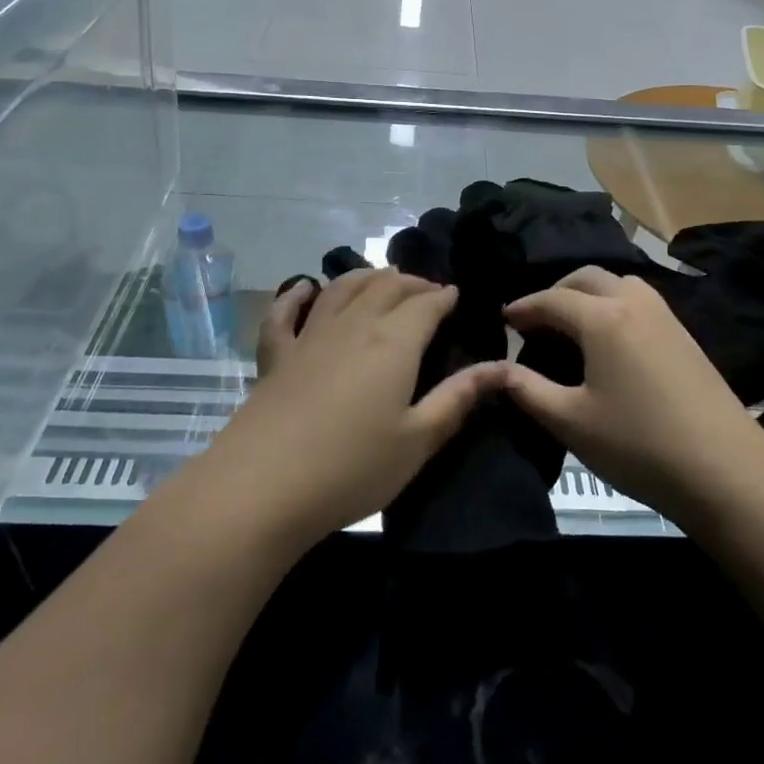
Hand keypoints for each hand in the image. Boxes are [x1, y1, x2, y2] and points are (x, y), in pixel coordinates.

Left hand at [205, 269, 492, 552]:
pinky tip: (304, 288)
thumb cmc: (352, 468)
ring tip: (381, 278)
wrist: (263, 487)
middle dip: (411, 282)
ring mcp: (310, 336)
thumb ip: (458, 399)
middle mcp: (354, 325)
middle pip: (386, 286)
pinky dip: (297, 295)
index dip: (444, 296)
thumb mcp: (418, 441)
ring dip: (366, 277)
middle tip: (427, 290)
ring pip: (342, 288)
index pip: (426, 304)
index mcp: (394, 342)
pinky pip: (285, 313)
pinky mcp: (276, 355)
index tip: (456, 295)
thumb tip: (501, 367)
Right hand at [496, 267, 763, 524]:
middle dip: (555, 291)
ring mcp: (665, 316)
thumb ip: (527, 390)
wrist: (726, 471)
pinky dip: (614, 304)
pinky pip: (639, 300)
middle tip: (535, 320)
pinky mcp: (684, 334)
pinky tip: (611, 339)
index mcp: (602, 318)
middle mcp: (634, 302)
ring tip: (572, 324)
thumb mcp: (571, 422)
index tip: (503, 320)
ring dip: (589, 293)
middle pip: (586, 277)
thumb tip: (494, 370)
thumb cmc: (638, 445)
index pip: (552, 299)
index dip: (523, 307)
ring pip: (618, 283)